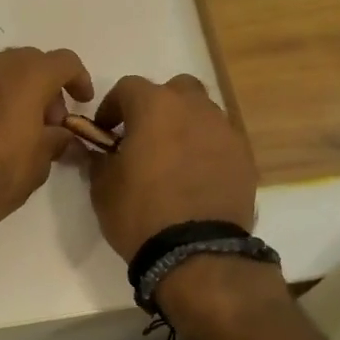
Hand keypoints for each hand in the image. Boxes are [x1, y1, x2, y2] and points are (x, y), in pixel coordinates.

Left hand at [0, 47, 93, 252]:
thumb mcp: (41, 161)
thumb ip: (57, 138)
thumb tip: (60, 134)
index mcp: (26, 75)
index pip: (64, 62)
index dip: (79, 80)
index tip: (82, 103)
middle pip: (30, 62)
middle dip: (46, 86)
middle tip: (51, 121)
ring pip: (0, 70)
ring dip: (16, 89)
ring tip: (20, 125)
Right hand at [86, 74, 257, 261]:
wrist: (196, 252)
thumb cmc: (140, 213)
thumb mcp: (102, 187)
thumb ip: (98, 158)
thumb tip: (95, 150)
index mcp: (155, 107)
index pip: (128, 87)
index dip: (112, 106)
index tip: (105, 132)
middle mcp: (194, 108)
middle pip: (175, 90)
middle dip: (158, 106)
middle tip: (144, 136)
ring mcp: (225, 131)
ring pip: (202, 113)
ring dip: (185, 126)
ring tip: (173, 159)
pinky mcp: (244, 158)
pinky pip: (220, 142)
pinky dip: (207, 150)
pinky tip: (196, 178)